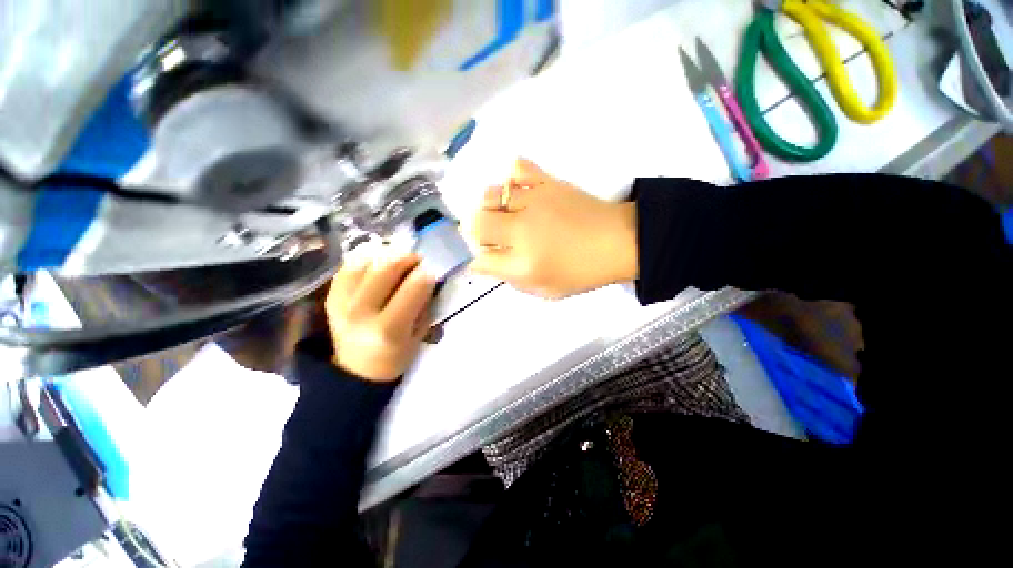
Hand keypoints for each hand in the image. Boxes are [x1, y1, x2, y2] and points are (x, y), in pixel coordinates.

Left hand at [325, 253, 435, 381]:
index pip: (413, 287)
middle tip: (417, 261)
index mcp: (390, 329)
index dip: (427, 275)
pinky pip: (348, 267)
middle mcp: (362, 313)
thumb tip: (427, 275)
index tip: (432, 273)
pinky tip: (377, 265)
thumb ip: (424, 305)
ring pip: (366, 262)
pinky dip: (366, 260)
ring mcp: (341, 303)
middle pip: (387, 268)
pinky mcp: (330, 297)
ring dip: (387, 256)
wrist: (357, 370)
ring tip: (398, 262)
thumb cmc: (396, 355)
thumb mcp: (419, 335)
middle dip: (408, 258)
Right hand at [469, 159, 637, 298]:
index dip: (479, 261)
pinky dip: (512, 179)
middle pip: (476, 224)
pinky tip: (520, 192)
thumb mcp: (547, 291)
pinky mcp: (548, 182)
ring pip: (490, 196)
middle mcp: (522, 231)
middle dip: (477, 233)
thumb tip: (488, 264)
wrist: (620, 242)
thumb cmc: (584, 272)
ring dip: (490, 208)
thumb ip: (513, 280)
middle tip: (492, 237)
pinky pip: (518, 168)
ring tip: (505, 215)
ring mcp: (534, 202)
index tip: (486, 259)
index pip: (481, 260)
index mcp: (524, 264)